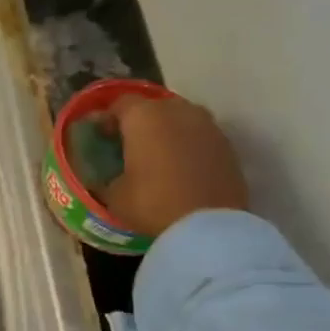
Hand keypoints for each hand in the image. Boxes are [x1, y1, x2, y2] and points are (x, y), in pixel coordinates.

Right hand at [98, 91, 248, 237]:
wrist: (208, 227)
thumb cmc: (151, 203)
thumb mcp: (113, 195)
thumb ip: (106, 177)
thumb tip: (105, 177)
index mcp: (143, 116)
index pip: (119, 103)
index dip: (107, 118)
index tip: (101, 137)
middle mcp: (177, 111)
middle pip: (153, 106)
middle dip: (140, 122)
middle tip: (130, 145)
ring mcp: (208, 126)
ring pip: (181, 119)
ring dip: (167, 132)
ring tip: (158, 156)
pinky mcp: (228, 146)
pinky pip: (200, 137)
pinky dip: (189, 146)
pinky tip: (181, 168)